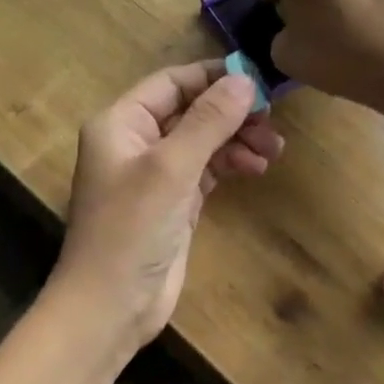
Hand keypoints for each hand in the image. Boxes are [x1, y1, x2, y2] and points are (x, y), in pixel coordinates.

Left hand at [51, 61, 283, 354]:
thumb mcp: (172, 167)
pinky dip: (231, 164)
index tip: (258, 81)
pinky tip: (258, 166)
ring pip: (203, 141)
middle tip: (271, 121)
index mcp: (121, 122)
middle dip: (231, 113)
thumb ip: (208, 121)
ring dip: (237, 139)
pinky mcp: (174, 203)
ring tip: (273, 148)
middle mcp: (136, 142)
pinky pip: (207, 170)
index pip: (172, 82)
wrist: (111, 305)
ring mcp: (156, 174)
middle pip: (191, 110)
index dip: (214, 77)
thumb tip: (245, 80)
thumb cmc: (132, 228)